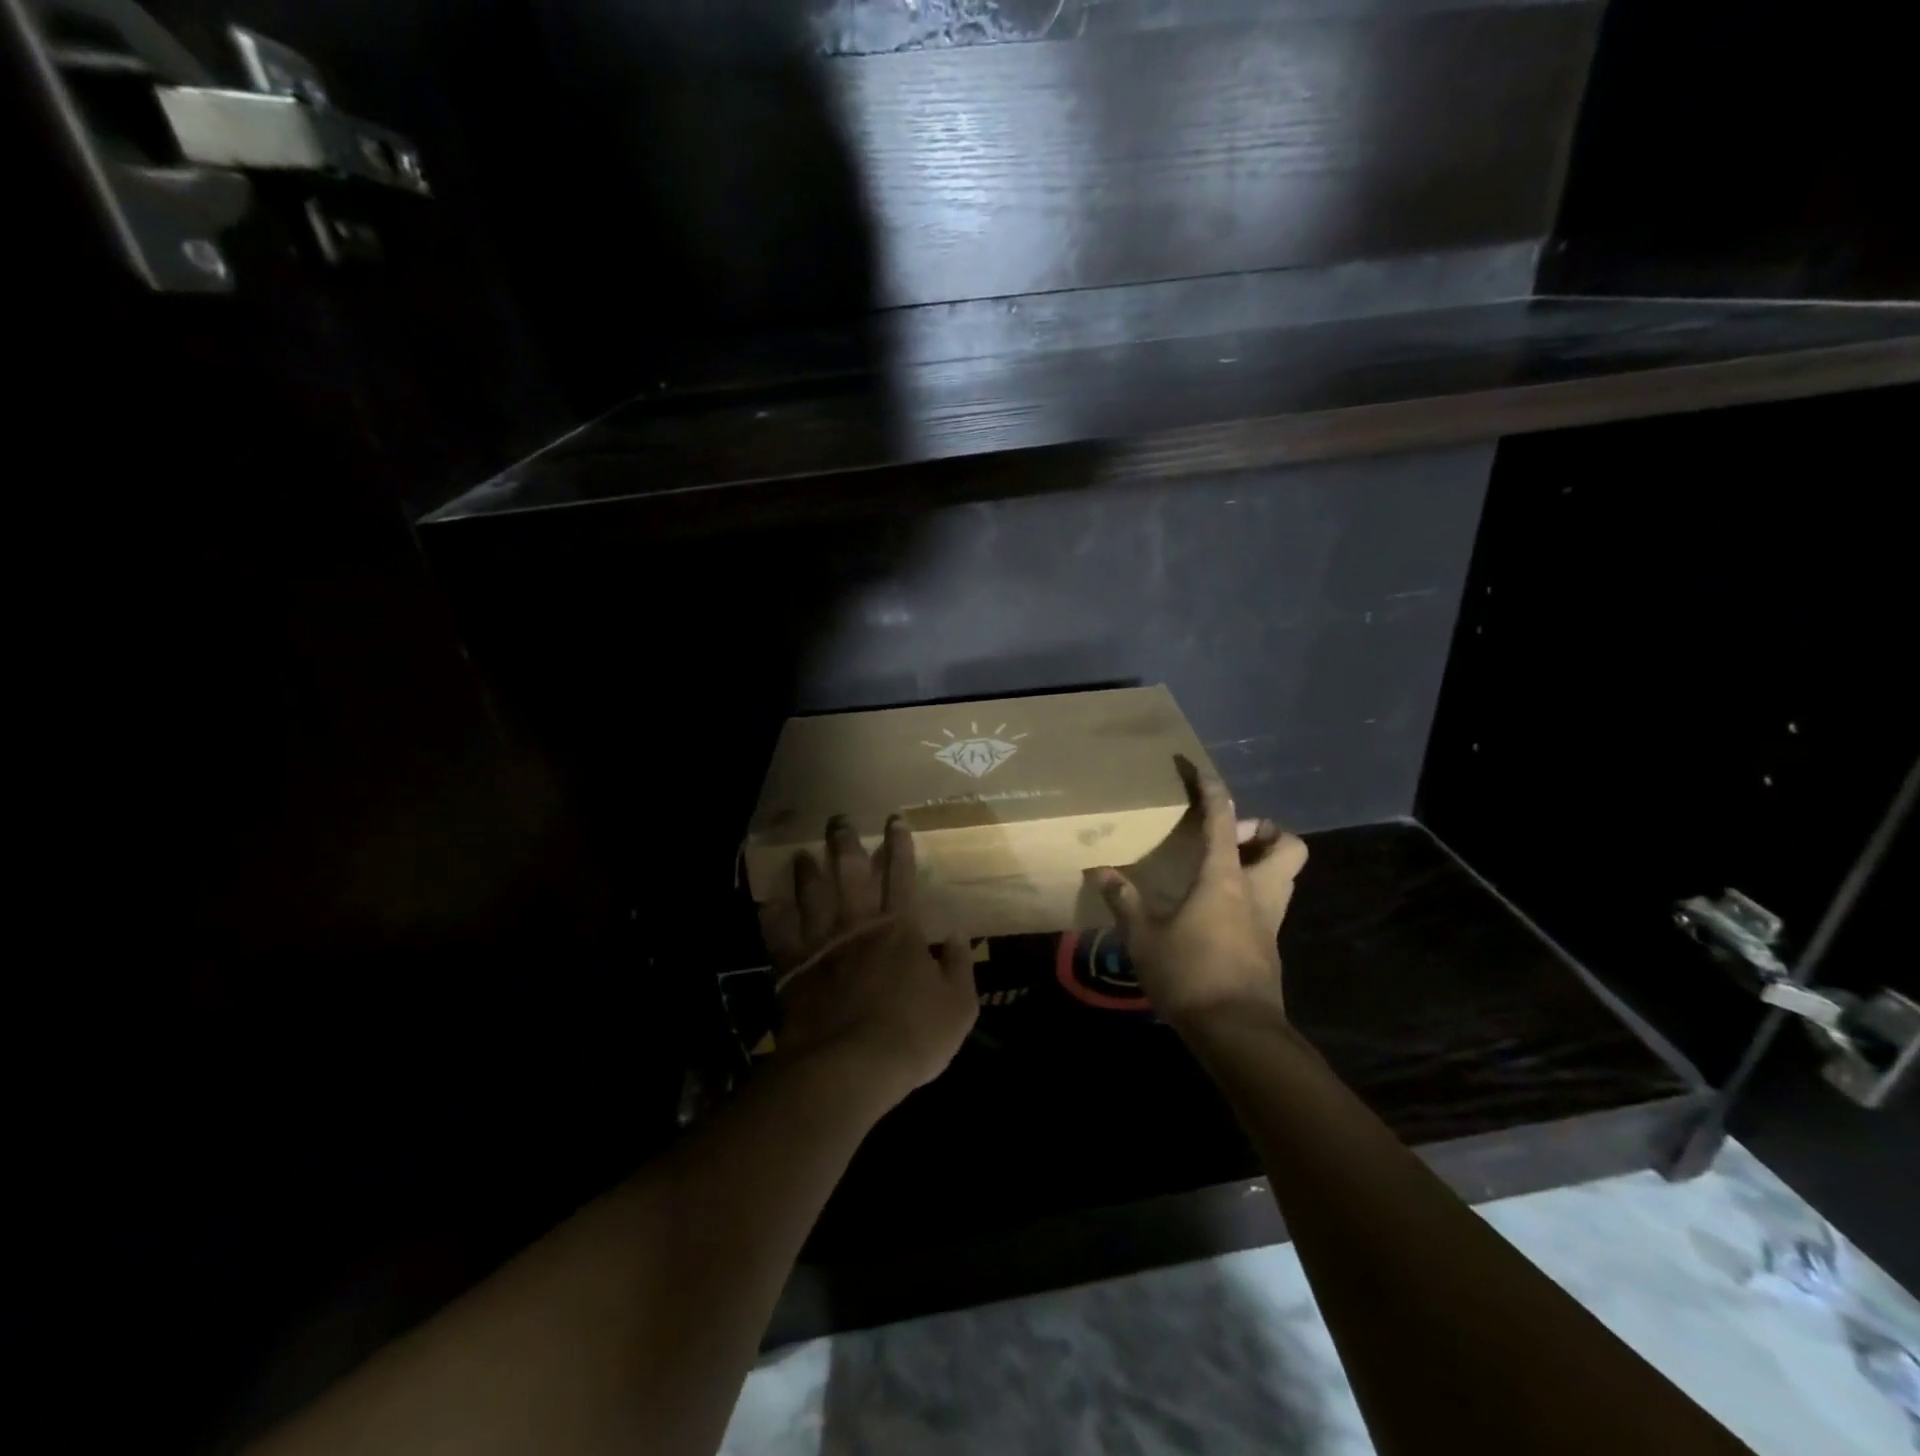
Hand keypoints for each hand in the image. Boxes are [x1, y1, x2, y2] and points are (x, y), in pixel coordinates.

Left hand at [759, 814, 977, 1107]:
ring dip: (807, 871)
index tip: (894, 819)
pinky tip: (768, 903)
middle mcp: (857, 925)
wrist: (848, 1067)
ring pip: (811, 895)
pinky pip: (778, 935)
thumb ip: (960, 966)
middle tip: (838, 819)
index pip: (901, 876)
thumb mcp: (958, 1005)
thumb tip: (959, 935)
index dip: (900, 846)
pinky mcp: (792, 969)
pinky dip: (773, 917)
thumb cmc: (911, 1036)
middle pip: (850, 873)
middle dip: (846, 843)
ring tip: (802, 853)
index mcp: (898, 929)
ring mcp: (821, 944)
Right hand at [1096, 756, 1306, 1021]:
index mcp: (1225, 878)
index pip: (1223, 819)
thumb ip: (1124, 901)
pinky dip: (1252, 896)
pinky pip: (1270, 905)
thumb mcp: (1144, 938)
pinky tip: (1217, 912)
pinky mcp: (1270, 947)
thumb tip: (1101, 871)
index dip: (1212, 790)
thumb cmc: (1190, 974)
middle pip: (1287, 846)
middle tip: (1228, 840)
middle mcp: (1257, 891)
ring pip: (1284, 876)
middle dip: (1264, 833)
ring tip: (1220, 871)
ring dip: (1261, 864)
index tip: (1198, 770)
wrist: (1238, 1033)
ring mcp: (1269, 921)